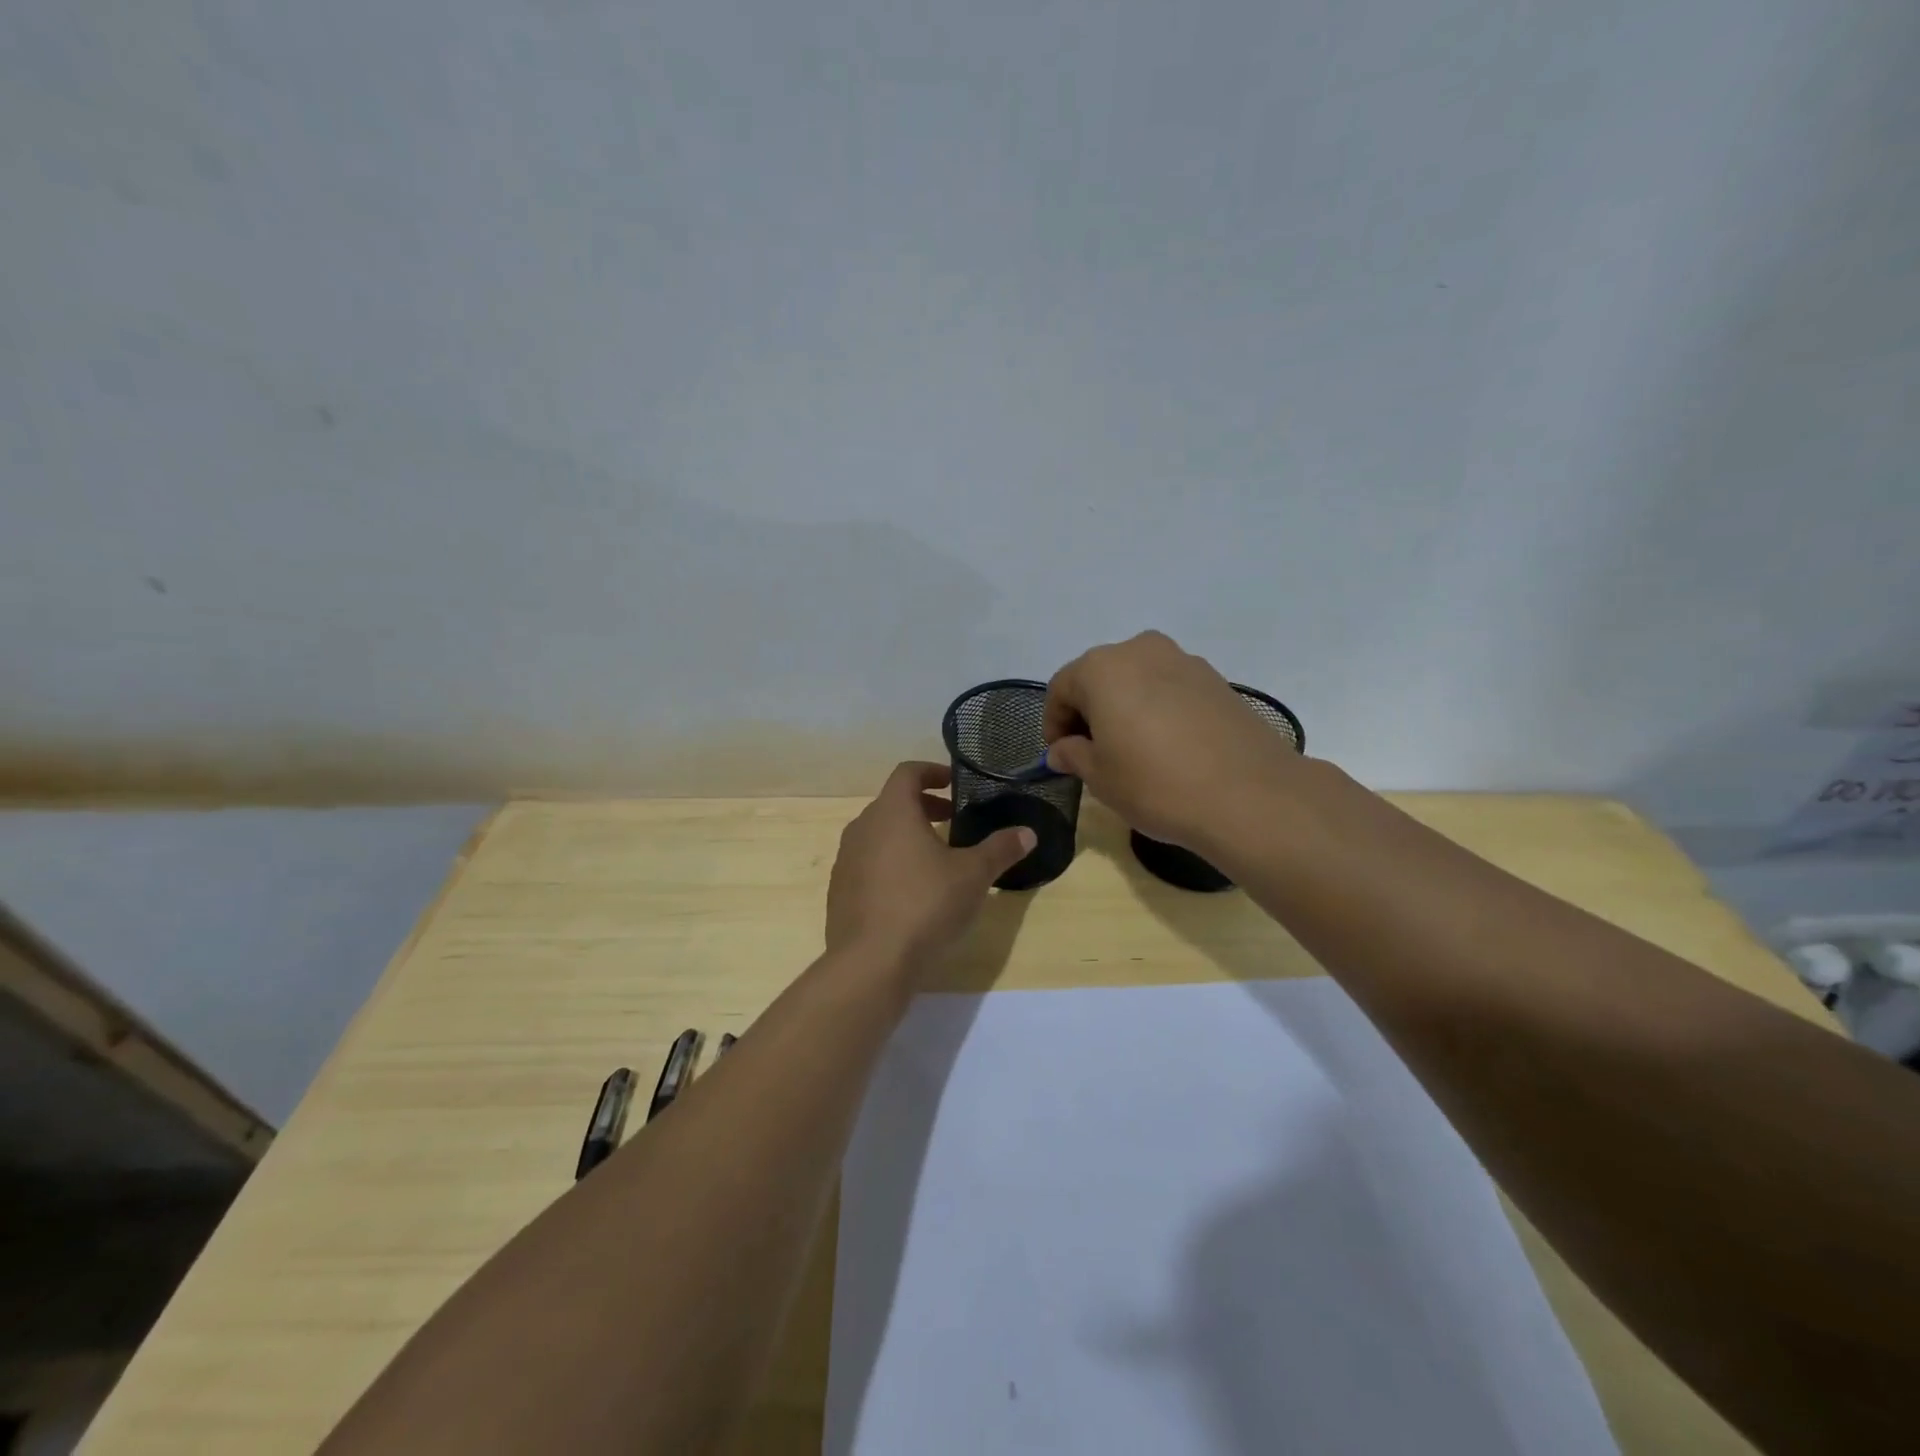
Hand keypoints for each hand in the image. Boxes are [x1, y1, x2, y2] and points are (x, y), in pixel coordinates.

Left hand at [826, 762, 1036, 967]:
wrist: (870, 963)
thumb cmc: (925, 905)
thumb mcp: (973, 876)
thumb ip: (1000, 849)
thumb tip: (1028, 833)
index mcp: (892, 811)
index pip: (908, 772)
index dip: (932, 772)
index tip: (953, 784)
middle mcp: (862, 827)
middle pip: (892, 803)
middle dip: (923, 807)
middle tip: (952, 821)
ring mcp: (846, 860)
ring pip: (878, 834)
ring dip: (905, 836)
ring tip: (935, 858)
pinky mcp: (839, 891)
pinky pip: (867, 863)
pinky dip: (889, 864)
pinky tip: (910, 893)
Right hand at [1043, 631, 1305, 850]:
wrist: (1249, 795)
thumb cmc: (1156, 783)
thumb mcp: (1100, 777)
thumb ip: (1073, 755)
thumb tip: (1061, 750)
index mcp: (1102, 668)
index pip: (1061, 687)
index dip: (1054, 722)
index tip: (1060, 755)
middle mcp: (1141, 650)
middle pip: (1100, 677)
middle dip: (1089, 711)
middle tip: (1092, 752)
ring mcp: (1184, 661)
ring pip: (1137, 680)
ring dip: (1125, 708)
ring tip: (1132, 750)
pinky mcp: (1216, 679)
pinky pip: (1170, 689)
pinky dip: (1158, 709)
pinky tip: (1168, 746)